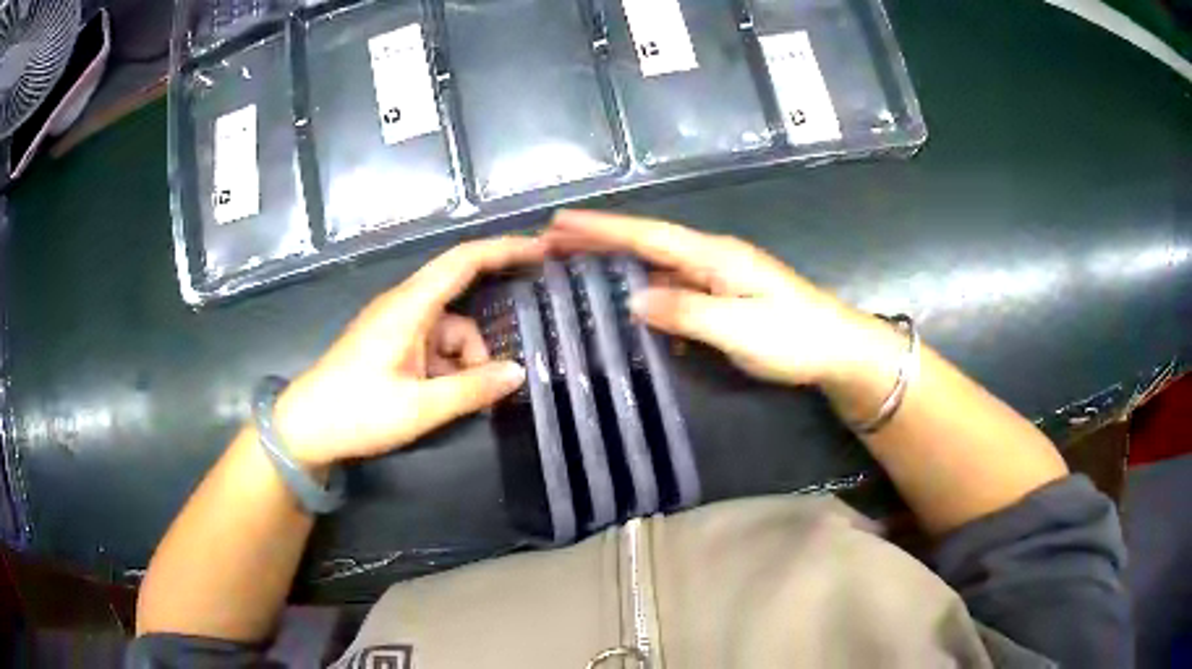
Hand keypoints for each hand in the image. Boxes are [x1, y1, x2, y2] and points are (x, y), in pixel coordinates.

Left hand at [273, 237, 545, 467]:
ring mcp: (396, 326)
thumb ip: (472, 390)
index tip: (543, 251)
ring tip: (462, 403)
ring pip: (449, 332)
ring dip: (463, 363)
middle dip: (483, 339)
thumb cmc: (356, 412)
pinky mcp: (391, 345)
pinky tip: (444, 399)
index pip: (463, 261)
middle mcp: (404, 306)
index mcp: (409, 306)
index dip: (505, 249)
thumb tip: (518, 373)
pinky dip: (446, 369)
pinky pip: (432, 347)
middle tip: (505, 371)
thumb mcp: (420, 408)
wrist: (305, 428)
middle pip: (460, 304)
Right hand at [543, 210, 885, 388]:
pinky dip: (645, 291)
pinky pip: (674, 289)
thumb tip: (634, 299)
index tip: (560, 222)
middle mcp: (712, 258)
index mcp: (714, 256)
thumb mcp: (740, 328)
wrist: (838, 350)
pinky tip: (628, 306)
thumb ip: (686, 312)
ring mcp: (719, 277)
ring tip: (576, 265)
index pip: (649, 236)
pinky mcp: (724, 298)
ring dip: (617, 264)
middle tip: (552, 239)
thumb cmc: (794, 337)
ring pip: (658, 266)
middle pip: (647, 244)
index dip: (604, 229)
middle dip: (601, 239)